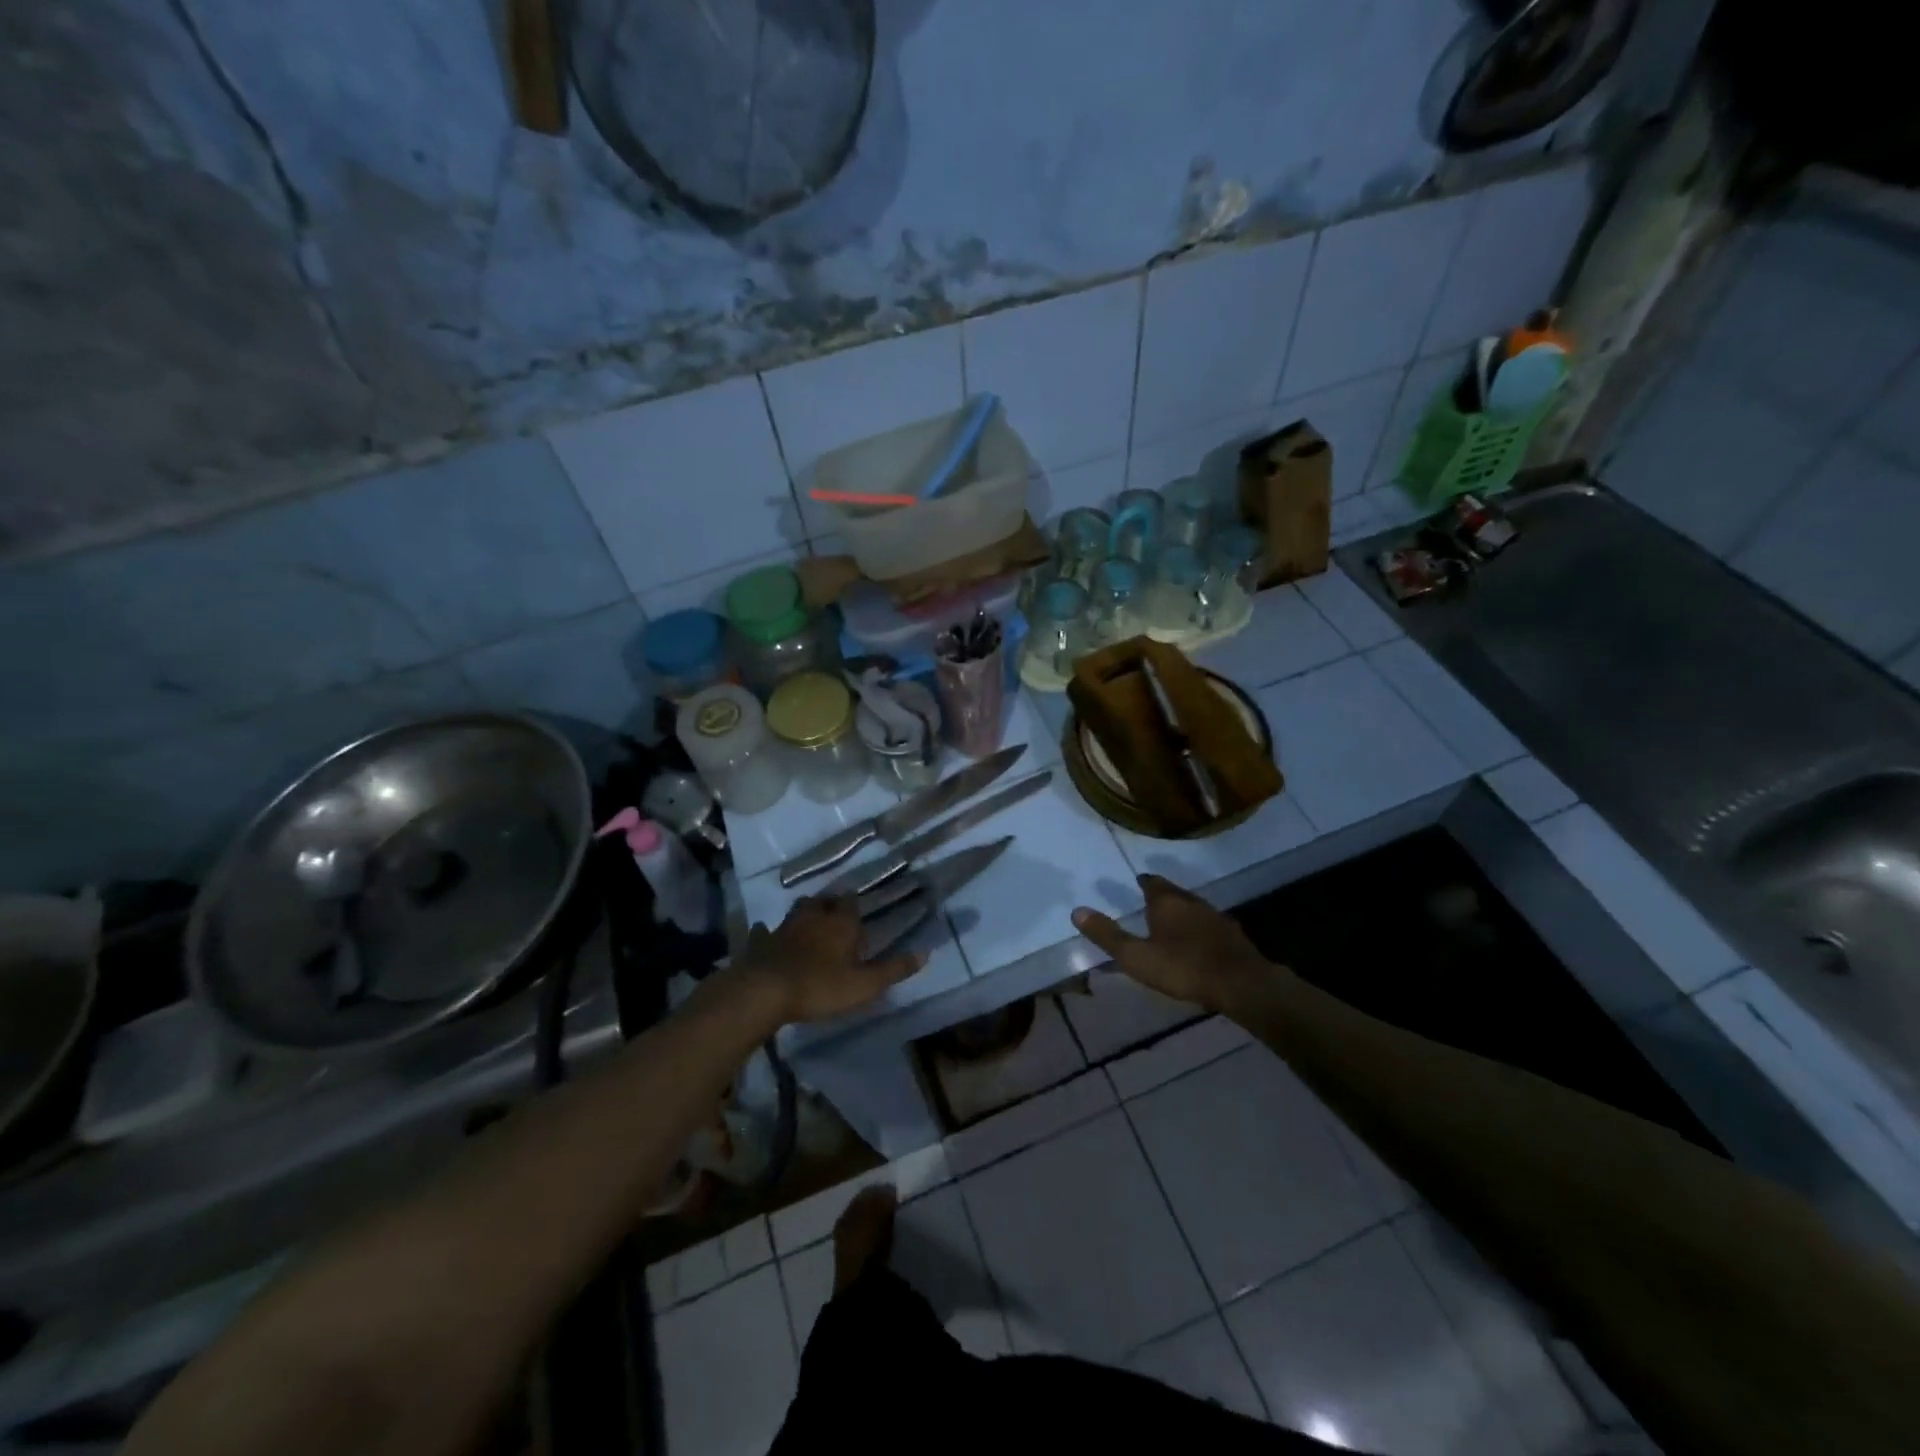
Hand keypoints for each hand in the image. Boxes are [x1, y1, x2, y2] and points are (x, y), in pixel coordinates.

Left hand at [735, 895, 925, 1024]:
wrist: (765, 991)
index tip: (858, 910)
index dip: (855, 904)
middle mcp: (813, 917)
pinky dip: (767, 932)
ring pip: (797, 911)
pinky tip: (766, 935)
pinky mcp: (761, 942)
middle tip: (835, 913)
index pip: (851, 902)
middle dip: (830, 904)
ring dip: (804, 914)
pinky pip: (765, 932)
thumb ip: (894, 969)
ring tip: (809, 921)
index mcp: (841, 924)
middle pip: (823, 901)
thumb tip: (926, 953)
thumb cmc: (821, 986)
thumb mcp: (865, 984)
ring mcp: (784, 927)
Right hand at [1072, 874, 1274, 1012]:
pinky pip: (1210, 925)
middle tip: (1151, 902)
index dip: (1143, 882)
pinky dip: (1200, 928)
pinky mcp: (1233, 935)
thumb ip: (1107, 935)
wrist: (1241, 983)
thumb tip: (1076, 910)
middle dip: (1162, 895)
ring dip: (1182, 911)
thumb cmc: (1182, 967)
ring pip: (1194, 907)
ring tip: (1172, 921)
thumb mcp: (1136, 956)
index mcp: (1166, 902)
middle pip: (1174, 892)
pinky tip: (1198, 942)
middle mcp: (1191, 901)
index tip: (1137, 884)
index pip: (1151, 882)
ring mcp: (1216, 916)